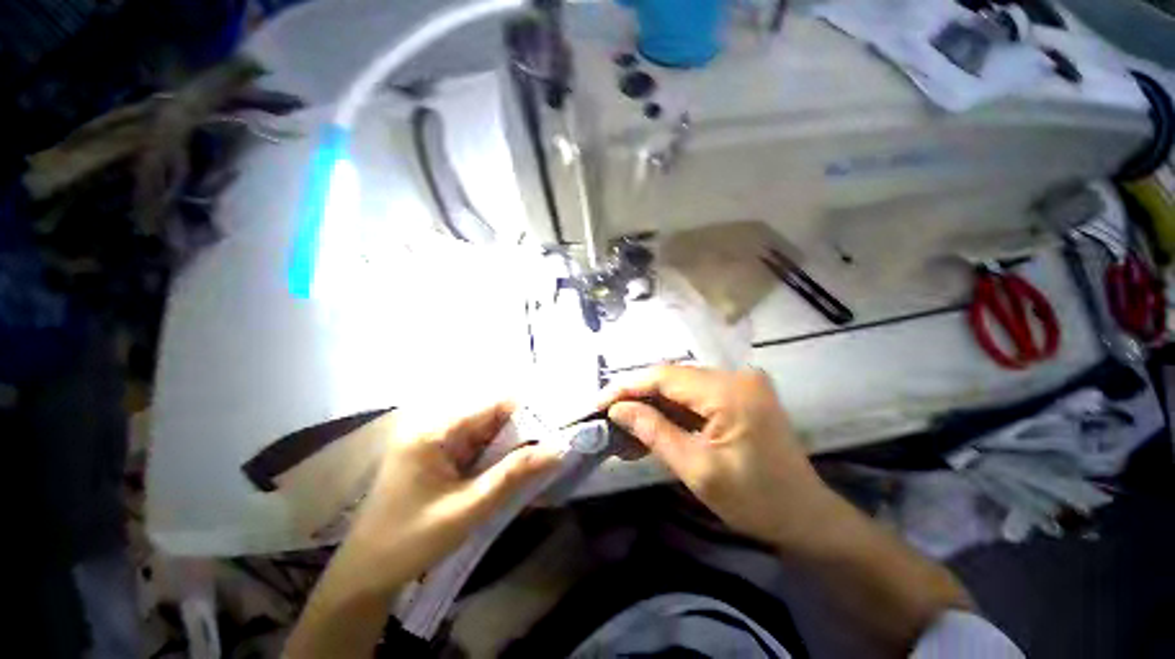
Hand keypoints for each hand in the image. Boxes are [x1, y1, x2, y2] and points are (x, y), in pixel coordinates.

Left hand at [341, 402, 559, 593]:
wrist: (366, 575)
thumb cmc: (411, 540)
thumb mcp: (469, 508)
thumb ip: (514, 474)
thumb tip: (558, 449)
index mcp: (434, 430)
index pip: (492, 405)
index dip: (526, 411)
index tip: (556, 425)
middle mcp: (434, 426)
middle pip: (490, 416)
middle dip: (522, 430)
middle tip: (553, 444)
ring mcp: (435, 441)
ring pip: (486, 432)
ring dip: (511, 444)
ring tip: (540, 455)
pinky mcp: (438, 456)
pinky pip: (476, 447)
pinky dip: (496, 456)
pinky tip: (513, 467)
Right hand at [602, 365, 833, 550]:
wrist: (806, 517)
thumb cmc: (755, 500)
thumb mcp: (697, 469)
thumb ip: (654, 431)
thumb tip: (617, 409)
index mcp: (729, 391)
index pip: (665, 376)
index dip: (628, 387)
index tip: (600, 402)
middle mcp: (735, 376)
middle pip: (672, 378)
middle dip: (638, 397)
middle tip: (609, 416)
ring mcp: (739, 383)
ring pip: (680, 386)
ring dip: (652, 405)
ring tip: (625, 426)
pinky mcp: (738, 394)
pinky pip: (695, 396)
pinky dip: (672, 411)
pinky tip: (652, 426)